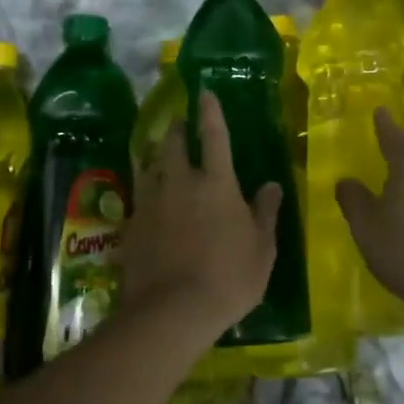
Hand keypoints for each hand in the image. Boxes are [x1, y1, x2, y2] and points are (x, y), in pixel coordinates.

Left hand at [121, 91, 282, 343]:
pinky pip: (138, 197)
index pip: (214, 135)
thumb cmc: (229, 278)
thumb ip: (265, 213)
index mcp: (216, 183)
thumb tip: (272, 184)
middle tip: (178, 124)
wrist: (171, 311)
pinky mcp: (131, 225)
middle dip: (176, 129)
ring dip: (155, 155)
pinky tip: (147, 200)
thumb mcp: (261, 249)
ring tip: (158, 154)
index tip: (204, 92)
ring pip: (149, 166)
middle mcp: (180, 182)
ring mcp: (151, 202)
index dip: (210, 112)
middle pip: (173, 144)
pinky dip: (145, 191)